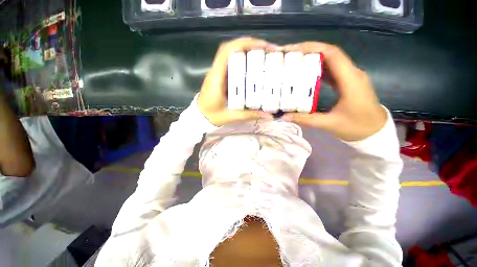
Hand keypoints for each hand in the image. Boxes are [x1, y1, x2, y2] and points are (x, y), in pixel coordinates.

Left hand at [198, 37, 274, 125]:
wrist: (200, 117)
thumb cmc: (212, 116)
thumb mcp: (231, 116)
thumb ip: (249, 115)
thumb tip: (269, 116)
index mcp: (217, 77)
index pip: (227, 51)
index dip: (244, 44)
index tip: (262, 46)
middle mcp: (216, 71)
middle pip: (230, 48)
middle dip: (250, 45)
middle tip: (267, 50)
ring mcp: (217, 73)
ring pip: (230, 54)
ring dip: (246, 50)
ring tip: (263, 54)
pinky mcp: (220, 77)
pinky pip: (231, 63)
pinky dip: (242, 59)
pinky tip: (253, 65)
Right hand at [282, 42, 386, 141]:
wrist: (375, 131)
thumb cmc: (356, 127)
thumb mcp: (328, 124)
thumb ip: (305, 119)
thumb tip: (283, 117)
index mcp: (351, 80)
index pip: (333, 54)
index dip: (313, 48)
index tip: (294, 50)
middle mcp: (352, 73)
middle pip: (331, 53)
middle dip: (309, 51)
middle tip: (289, 56)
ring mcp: (350, 76)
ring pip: (331, 60)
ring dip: (313, 58)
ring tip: (294, 62)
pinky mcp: (347, 82)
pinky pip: (332, 70)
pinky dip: (318, 68)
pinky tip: (306, 73)